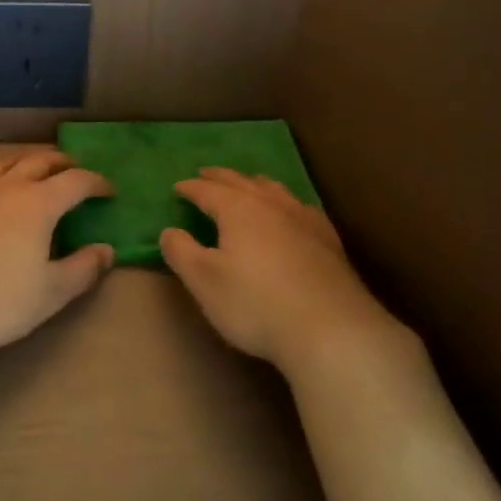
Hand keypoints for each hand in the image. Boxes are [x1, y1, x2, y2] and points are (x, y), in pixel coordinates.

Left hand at [0, 150, 113, 358]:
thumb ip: (83, 269)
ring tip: (32, 172)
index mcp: (37, 203)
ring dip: (24, 163)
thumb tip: (106, 250)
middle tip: (73, 171)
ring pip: (3, 164)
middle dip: (62, 163)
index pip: (76, 181)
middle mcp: (6, 187)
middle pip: (39, 161)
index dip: (96, 183)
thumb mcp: (50, 294)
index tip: (109, 191)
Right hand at [160, 168, 392, 369]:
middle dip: (220, 177)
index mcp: (238, 210)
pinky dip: (285, 202)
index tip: (178, 187)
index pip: (207, 191)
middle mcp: (271, 205)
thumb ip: (181, 252)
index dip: (190, 188)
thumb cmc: (256, 304)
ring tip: (247, 183)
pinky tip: (291, 212)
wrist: (330, 328)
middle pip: (241, 182)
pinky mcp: (327, 239)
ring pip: (274, 190)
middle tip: (206, 173)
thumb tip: (169, 231)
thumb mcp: (204, 282)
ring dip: (254, 183)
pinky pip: (300, 207)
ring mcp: (303, 219)